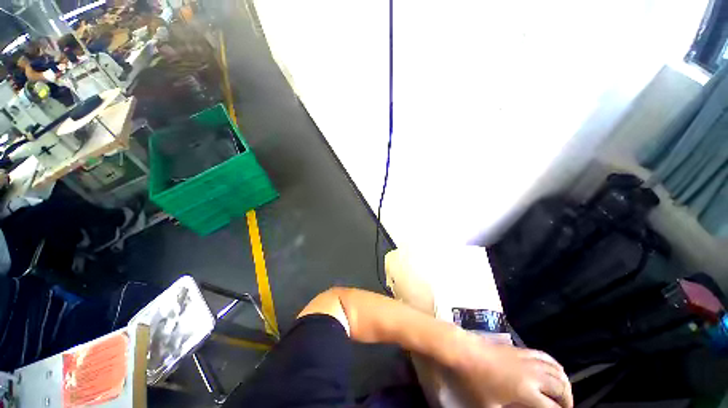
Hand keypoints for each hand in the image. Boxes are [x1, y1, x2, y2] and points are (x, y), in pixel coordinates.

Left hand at [452, 331, 572, 407]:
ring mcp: (525, 358)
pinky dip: (554, 365)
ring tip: (563, 395)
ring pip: (555, 369)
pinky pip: (543, 355)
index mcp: (526, 390)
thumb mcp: (488, 407)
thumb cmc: (472, 381)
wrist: (461, 349)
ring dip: (564, 383)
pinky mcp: (518, 349)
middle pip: (560, 387)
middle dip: (567, 400)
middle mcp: (531, 373)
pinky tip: (552, 371)